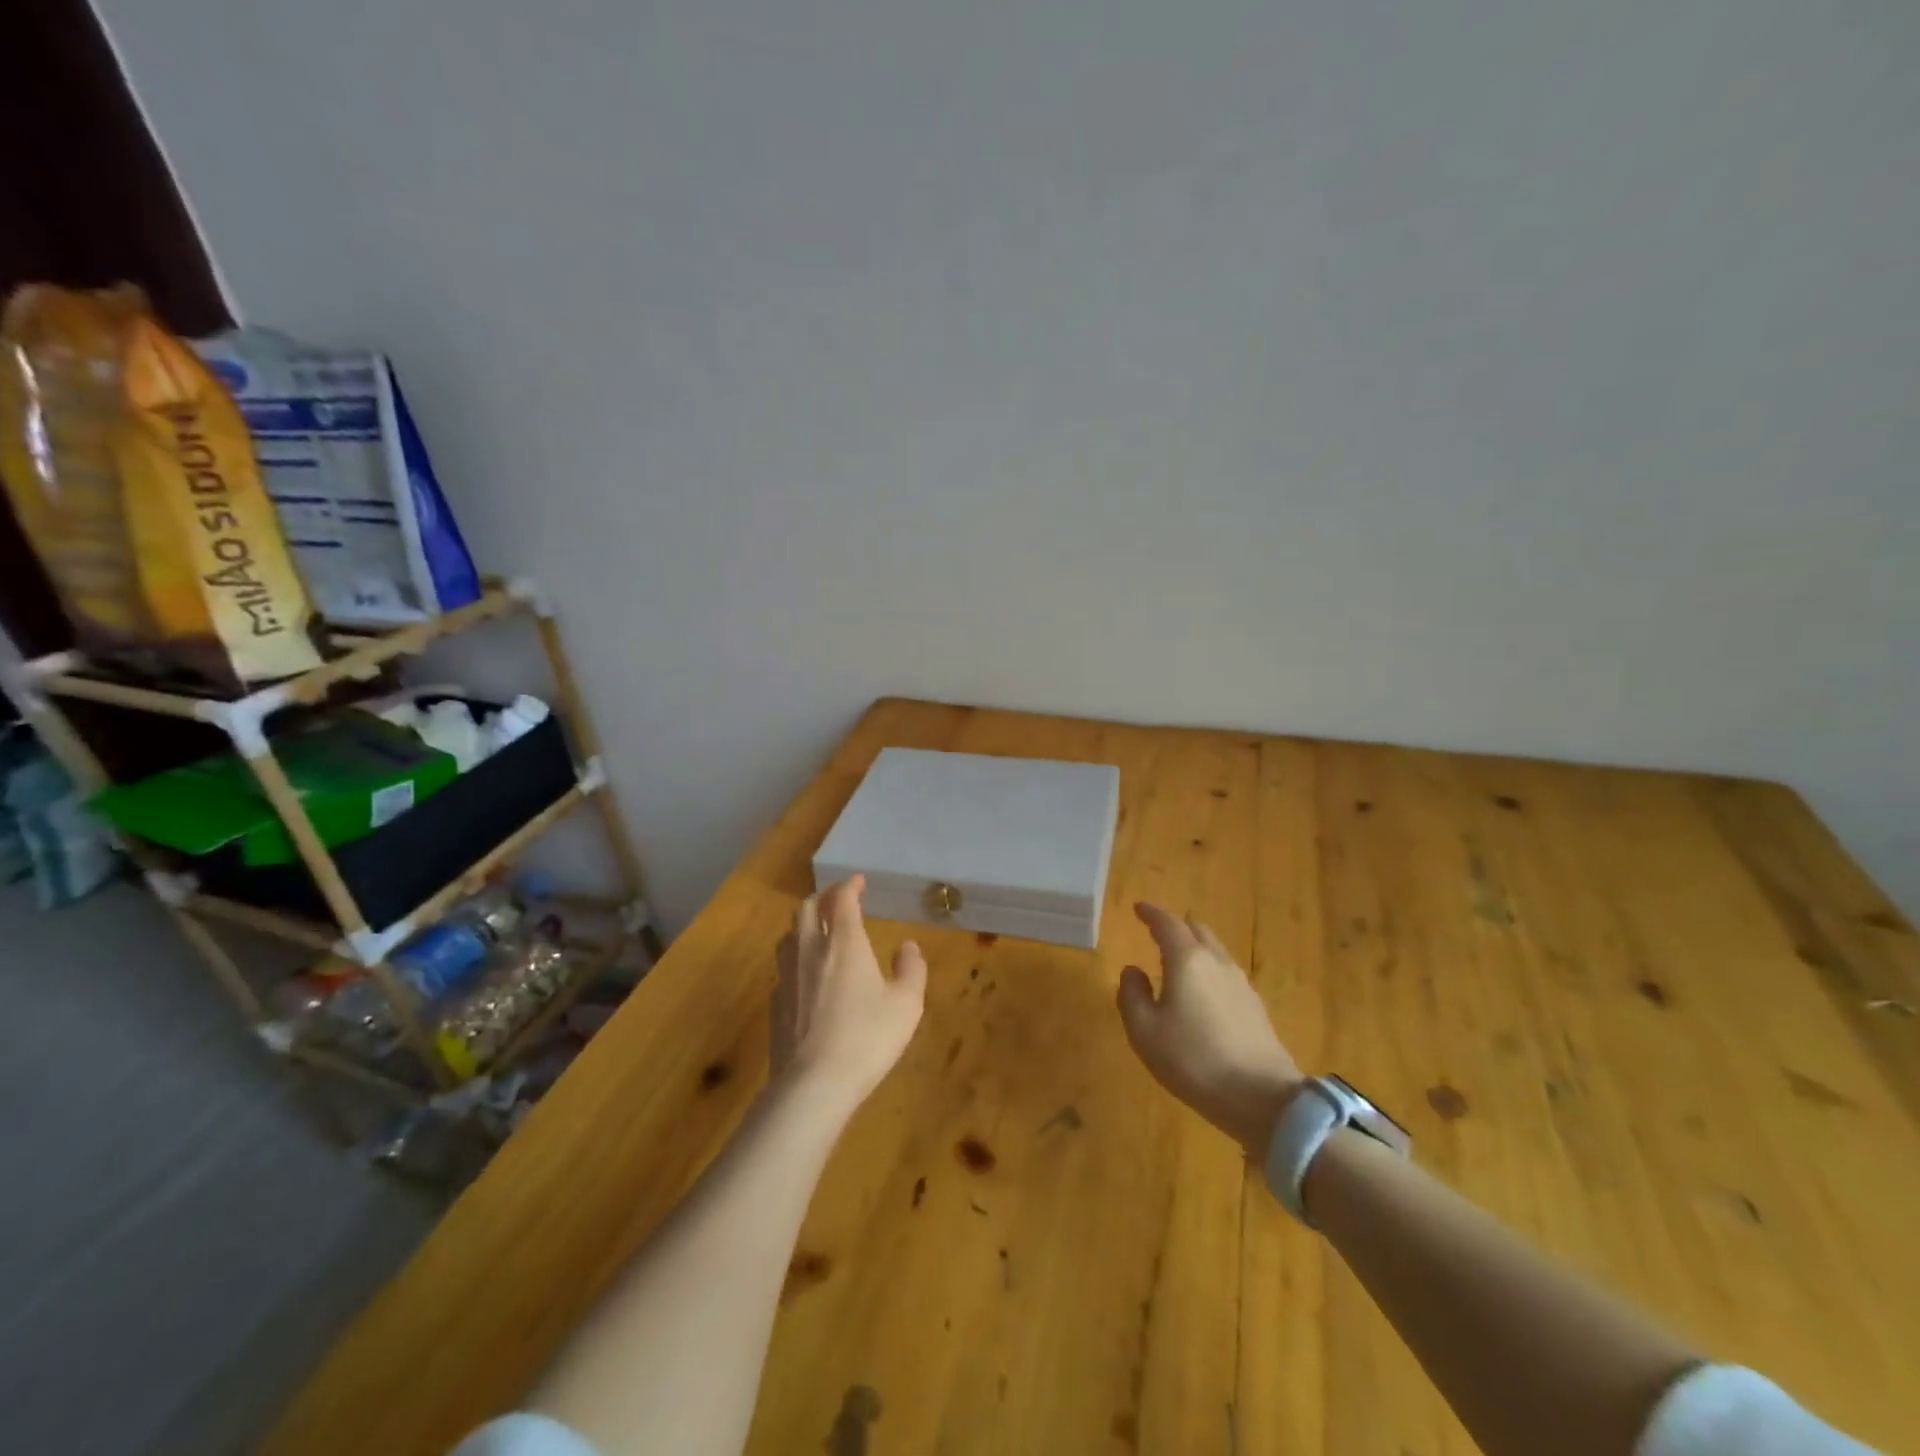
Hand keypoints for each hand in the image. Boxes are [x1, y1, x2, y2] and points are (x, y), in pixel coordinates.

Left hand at [771, 875, 927, 1103]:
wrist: (813, 1084)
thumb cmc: (867, 1038)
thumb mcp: (906, 1005)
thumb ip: (911, 969)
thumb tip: (908, 946)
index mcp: (844, 943)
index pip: (841, 900)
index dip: (850, 886)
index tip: (858, 881)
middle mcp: (810, 950)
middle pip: (806, 909)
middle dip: (822, 898)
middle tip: (838, 900)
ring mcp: (787, 976)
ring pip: (789, 934)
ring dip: (803, 924)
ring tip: (818, 930)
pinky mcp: (775, 1003)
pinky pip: (783, 966)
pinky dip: (796, 956)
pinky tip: (806, 974)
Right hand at [1117, 903, 1301, 1158]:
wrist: (1263, 1099)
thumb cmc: (1193, 1060)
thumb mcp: (1145, 1032)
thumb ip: (1132, 995)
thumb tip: (1132, 971)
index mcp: (1187, 960)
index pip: (1167, 923)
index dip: (1151, 913)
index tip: (1138, 908)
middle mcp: (1217, 962)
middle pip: (1196, 930)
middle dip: (1175, 927)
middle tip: (1157, 933)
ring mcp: (1241, 984)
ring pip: (1215, 951)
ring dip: (1194, 949)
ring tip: (1177, 964)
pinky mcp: (1255, 1007)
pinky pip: (1226, 974)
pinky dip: (1209, 971)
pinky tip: (1202, 994)